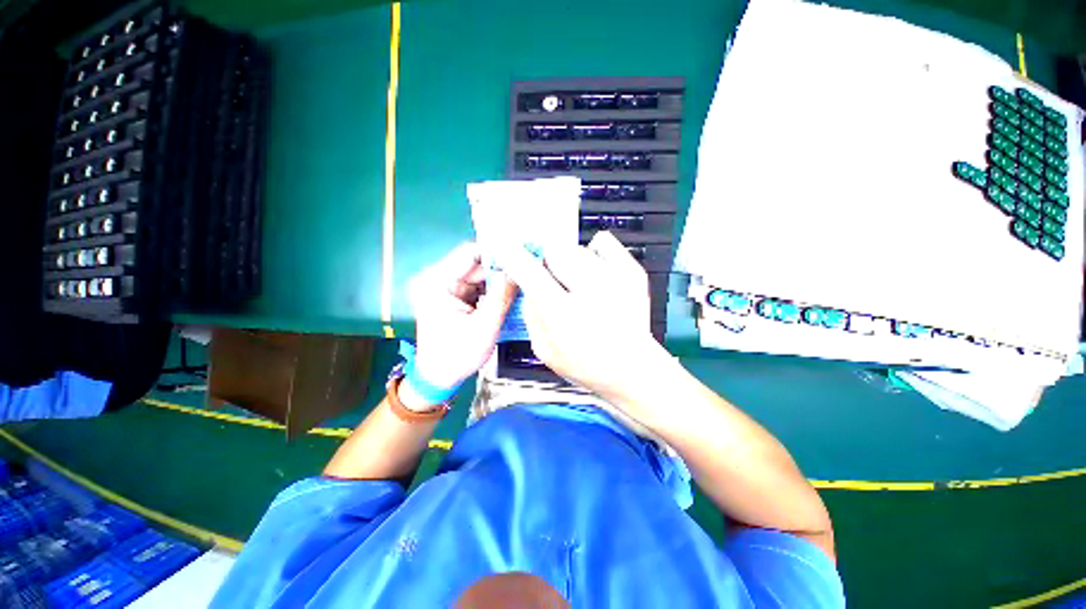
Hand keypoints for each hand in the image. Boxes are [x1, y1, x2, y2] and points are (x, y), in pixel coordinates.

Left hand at [409, 243, 517, 395]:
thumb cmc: (457, 356)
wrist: (439, 378)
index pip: (469, 253)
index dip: (496, 253)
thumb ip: (502, 296)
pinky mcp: (453, 297)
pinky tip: (509, 294)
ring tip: (520, 283)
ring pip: (479, 275)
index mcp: (437, 283)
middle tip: (525, 272)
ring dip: (498, 280)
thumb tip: (519, 271)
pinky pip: (478, 286)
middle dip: (500, 269)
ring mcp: (445, 288)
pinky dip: (493, 290)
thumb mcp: (485, 326)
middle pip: (475, 264)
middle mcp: (438, 279)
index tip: (520, 258)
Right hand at [500, 231, 662, 401]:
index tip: (508, 249)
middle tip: (550, 278)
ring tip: (577, 283)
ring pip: (575, 247)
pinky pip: (603, 241)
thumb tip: (526, 285)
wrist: (633, 368)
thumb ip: (530, 314)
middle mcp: (590, 291)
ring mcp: (615, 279)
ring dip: (568, 261)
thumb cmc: (588, 365)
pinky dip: (593, 251)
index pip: (529, 271)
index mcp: (564, 315)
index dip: (514, 256)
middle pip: (553, 250)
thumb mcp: (545, 350)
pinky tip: (595, 271)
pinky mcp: (631, 272)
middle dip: (545, 262)